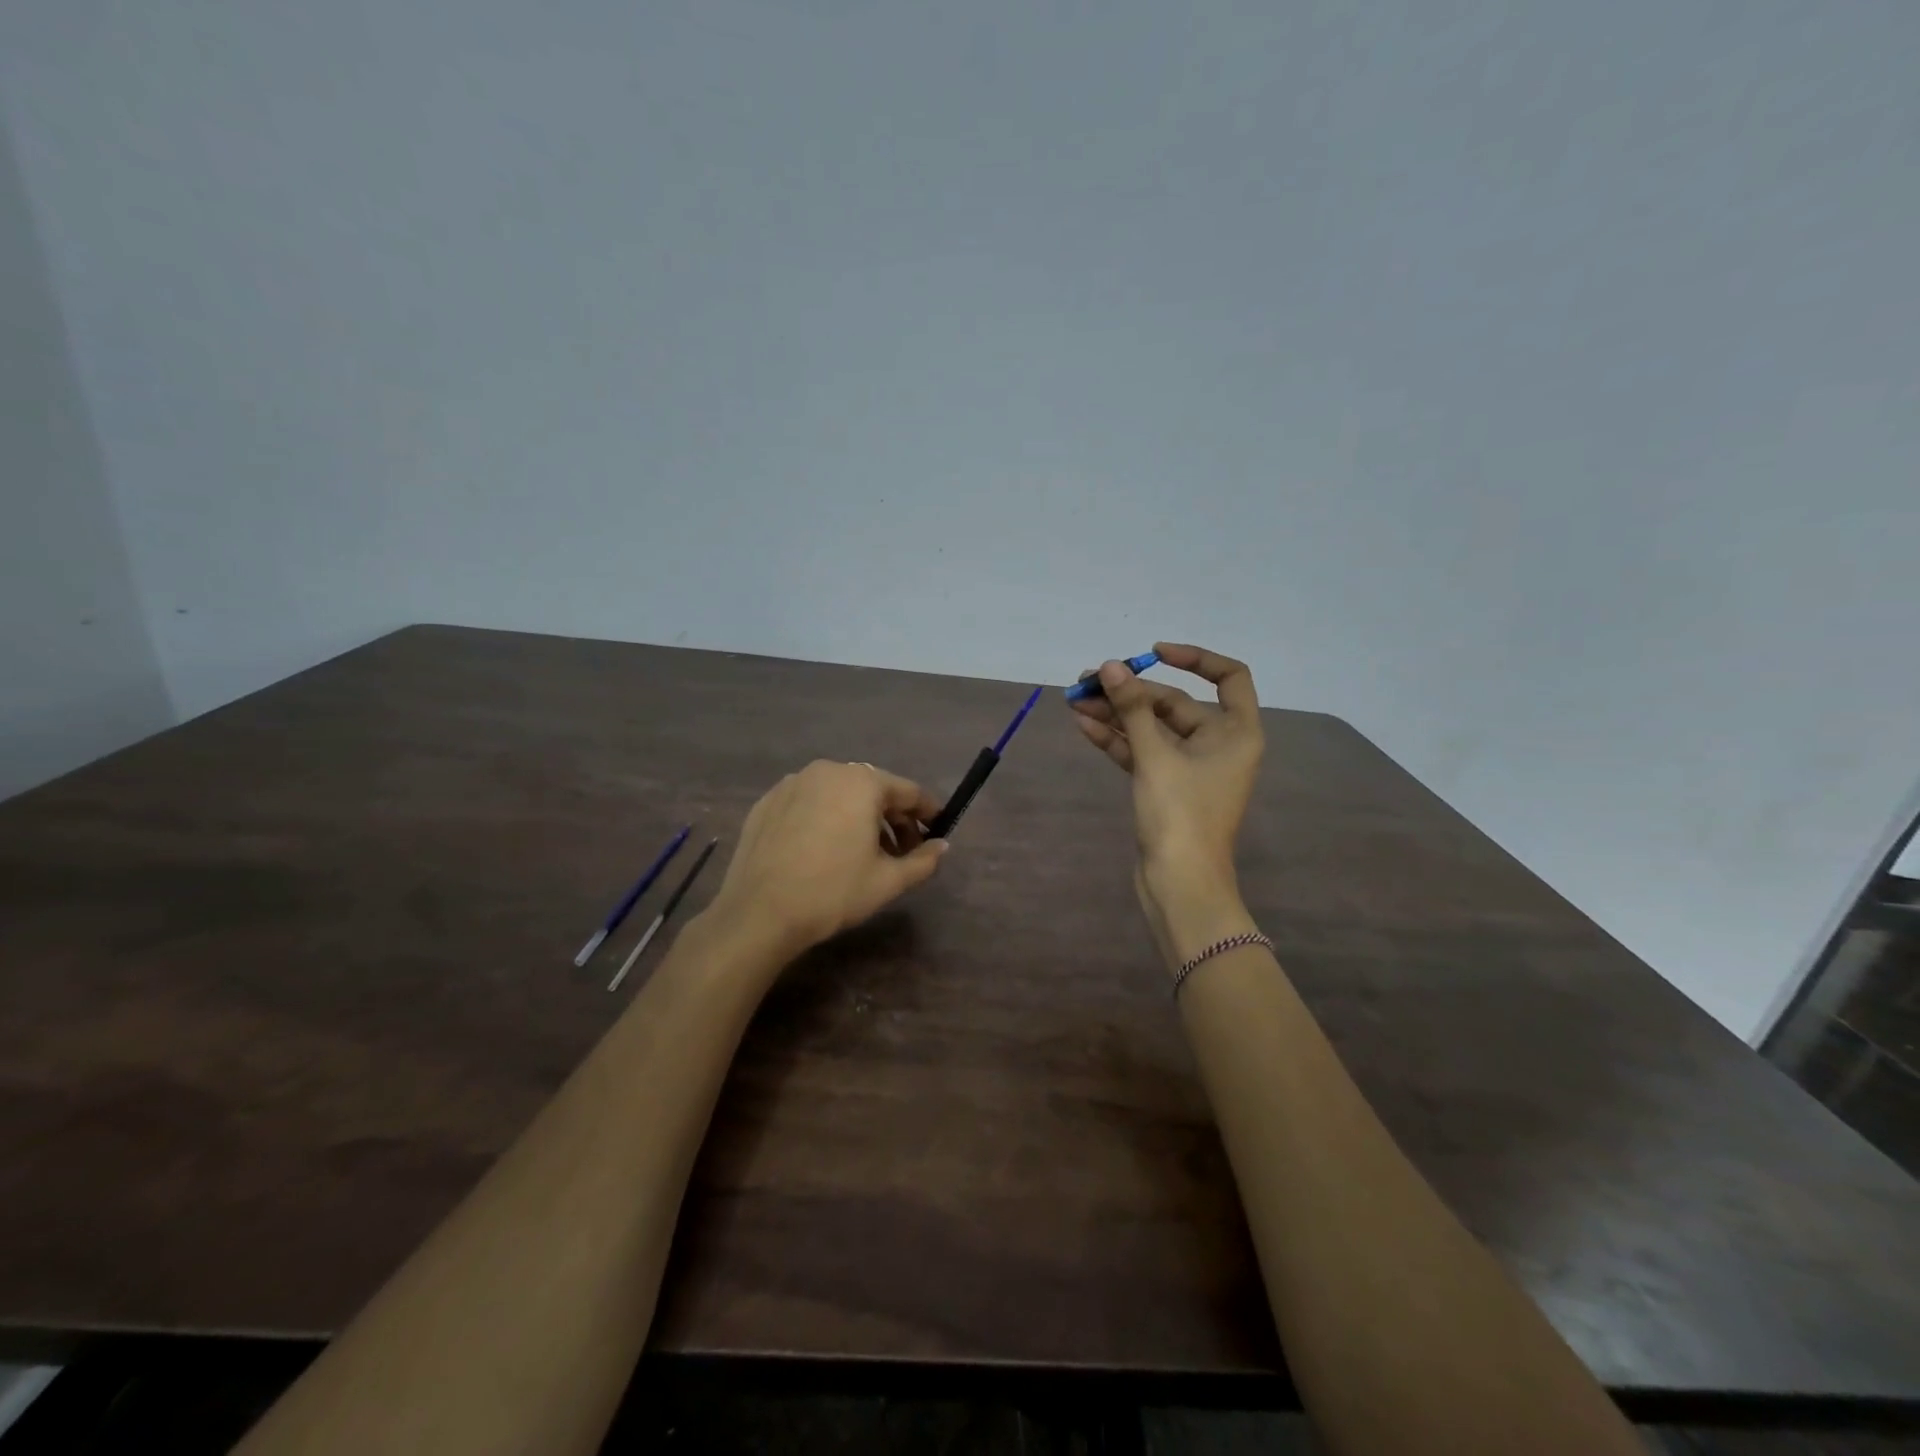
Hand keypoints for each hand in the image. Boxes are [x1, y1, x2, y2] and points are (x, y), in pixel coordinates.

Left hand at [710, 760, 946, 955]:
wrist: (758, 913)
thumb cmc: (833, 892)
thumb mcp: (888, 881)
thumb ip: (923, 860)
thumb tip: (942, 846)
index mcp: (862, 782)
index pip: (908, 791)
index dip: (928, 812)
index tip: (938, 830)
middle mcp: (828, 771)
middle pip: (873, 789)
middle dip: (893, 818)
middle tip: (903, 851)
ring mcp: (792, 783)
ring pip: (839, 795)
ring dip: (859, 818)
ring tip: (864, 854)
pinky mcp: (767, 801)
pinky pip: (809, 803)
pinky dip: (826, 818)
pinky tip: (825, 850)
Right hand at [1069, 643, 1263, 966]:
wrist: (1179, 884)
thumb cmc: (1180, 814)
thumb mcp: (1155, 756)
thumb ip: (1132, 708)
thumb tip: (1110, 666)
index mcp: (1236, 731)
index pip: (1229, 676)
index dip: (1195, 658)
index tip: (1153, 653)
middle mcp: (1217, 744)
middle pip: (1175, 703)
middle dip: (1130, 692)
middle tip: (1086, 682)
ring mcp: (1190, 767)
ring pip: (1152, 728)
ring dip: (1116, 714)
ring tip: (1075, 700)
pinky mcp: (1167, 786)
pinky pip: (1142, 752)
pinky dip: (1117, 739)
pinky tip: (1084, 725)